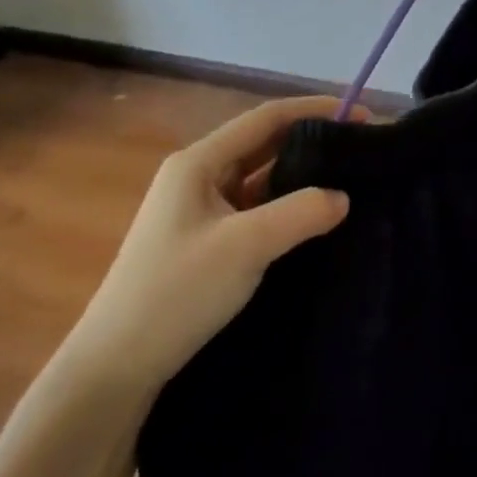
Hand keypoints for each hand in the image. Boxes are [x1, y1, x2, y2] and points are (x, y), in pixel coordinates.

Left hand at [63, 96, 355, 395]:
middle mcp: (198, 178)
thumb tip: (344, 196)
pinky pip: (256, 210)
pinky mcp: (206, 242)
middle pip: (263, 145)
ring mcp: (200, 211)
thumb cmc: (176, 292)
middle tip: (360, 150)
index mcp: (199, 163)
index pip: (266, 119)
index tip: (360, 116)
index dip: (314, 111)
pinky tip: (315, 220)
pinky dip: (287, 207)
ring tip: (348, 180)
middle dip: (311, 142)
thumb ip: (301, 213)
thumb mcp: (246, 246)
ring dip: (301, 177)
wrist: (116, 366)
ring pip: (261, 180)